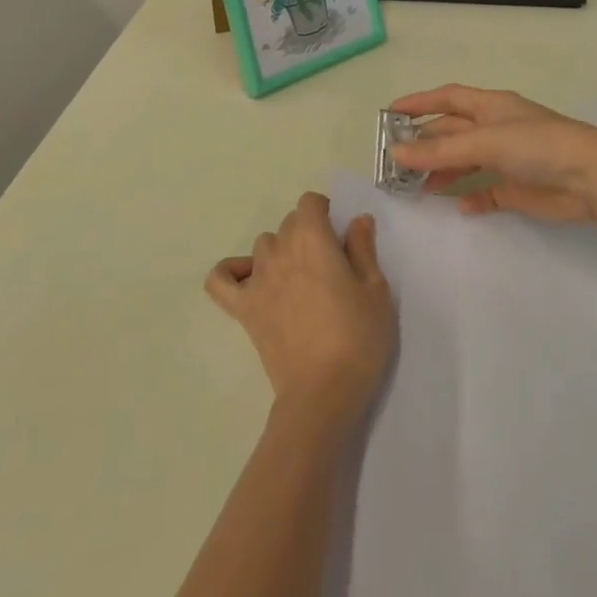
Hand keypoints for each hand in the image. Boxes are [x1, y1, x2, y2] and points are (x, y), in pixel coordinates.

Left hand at [206, 193, 394, 435]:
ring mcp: (257, 279)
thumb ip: (363, 249)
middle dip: (308, 232)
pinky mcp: (243, 309)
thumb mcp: (376, 291)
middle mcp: (280, 250)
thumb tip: (357, 220)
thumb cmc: (358, 339)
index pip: (309, 202)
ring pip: (263, 245)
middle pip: (289, 223)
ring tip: (300, 279)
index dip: (325, 212)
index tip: (341, 237)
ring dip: (280, 251)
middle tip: (330, 264)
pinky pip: (221, 279)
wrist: (323, 394)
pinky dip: (231, 273)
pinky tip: (250, 281)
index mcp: (312, 239)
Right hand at [387, 84, 596, 224]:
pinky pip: (485, 192)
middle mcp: (496, 129)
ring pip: (465, 162)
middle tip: (395, 161)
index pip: (447, 98)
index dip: (419, 103)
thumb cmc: (538, 146)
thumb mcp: (485, 142)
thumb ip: (440, 151)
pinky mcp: (517, 188)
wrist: (593, 179)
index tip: (389, 114)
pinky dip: (470, 197)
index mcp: (491, 107)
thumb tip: (395, 153)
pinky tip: (458, 206)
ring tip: (416, 187)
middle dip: (425, 143)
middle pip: (452, 132)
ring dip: (442, 172)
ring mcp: (507, 159)